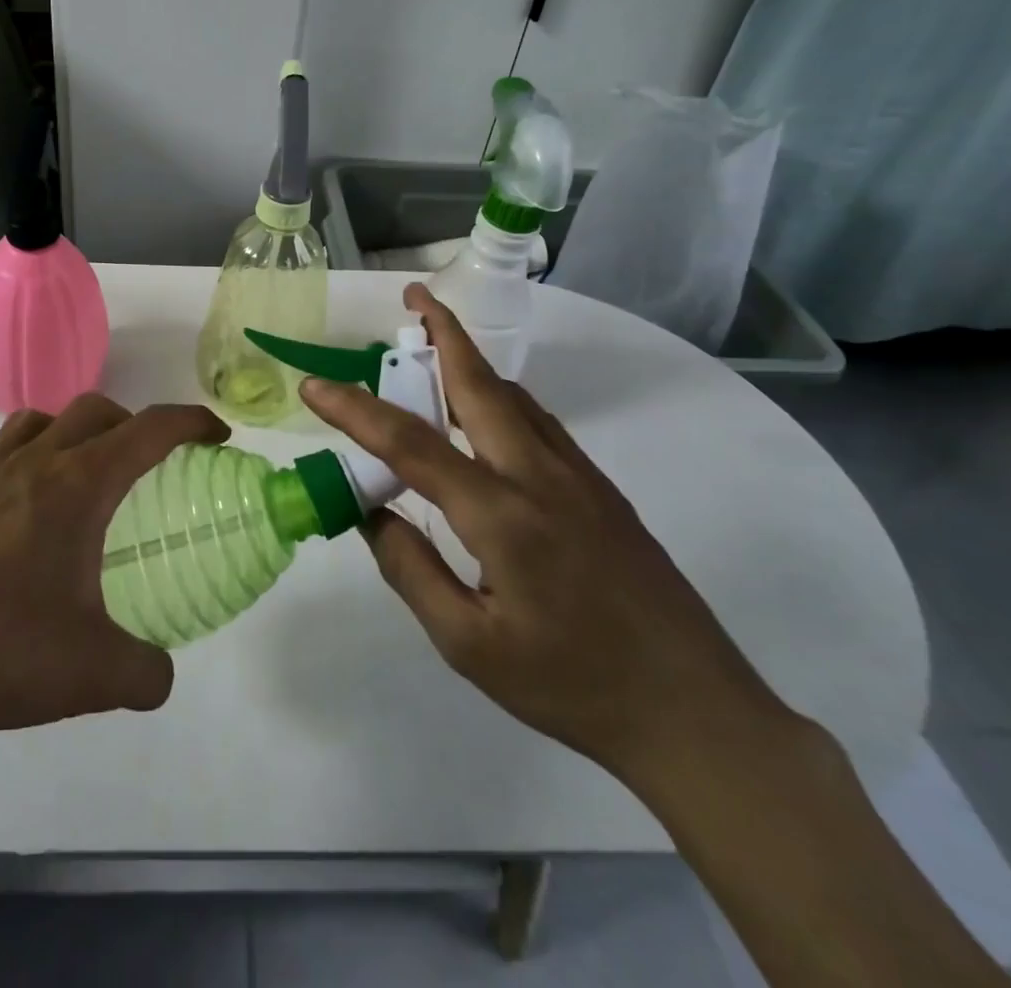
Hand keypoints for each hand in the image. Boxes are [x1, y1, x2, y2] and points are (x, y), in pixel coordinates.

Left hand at [0, 395, 227, 750]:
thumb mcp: (92, 674)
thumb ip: (145, 673)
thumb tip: (160, 676)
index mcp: (76, 485)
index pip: (148, 429)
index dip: (190, 423)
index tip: (216, 435)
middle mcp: (33, 464)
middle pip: (94, 410)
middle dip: (134, 423)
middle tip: (152, 462)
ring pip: (39, 422)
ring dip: (74, 432)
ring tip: (86, 476)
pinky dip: (23, 466)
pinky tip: (21, 516)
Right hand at [301, 283, 793, 785]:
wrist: (697, 714)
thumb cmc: (572, 686)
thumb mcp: (469, 645)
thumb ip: (410, 569)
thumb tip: (370, 511)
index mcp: (501, 514)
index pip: (410, 443)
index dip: (355, 410)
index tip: (313, 387)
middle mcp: (539, 476)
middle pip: (479, 385)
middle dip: (443, 332)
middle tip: (412, 297)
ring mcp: (577, 477)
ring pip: (513, 398)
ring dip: (470, 361)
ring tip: (434, 344)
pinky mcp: (600, 490)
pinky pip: (537, 422)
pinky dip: (499, 396)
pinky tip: (483, 414)